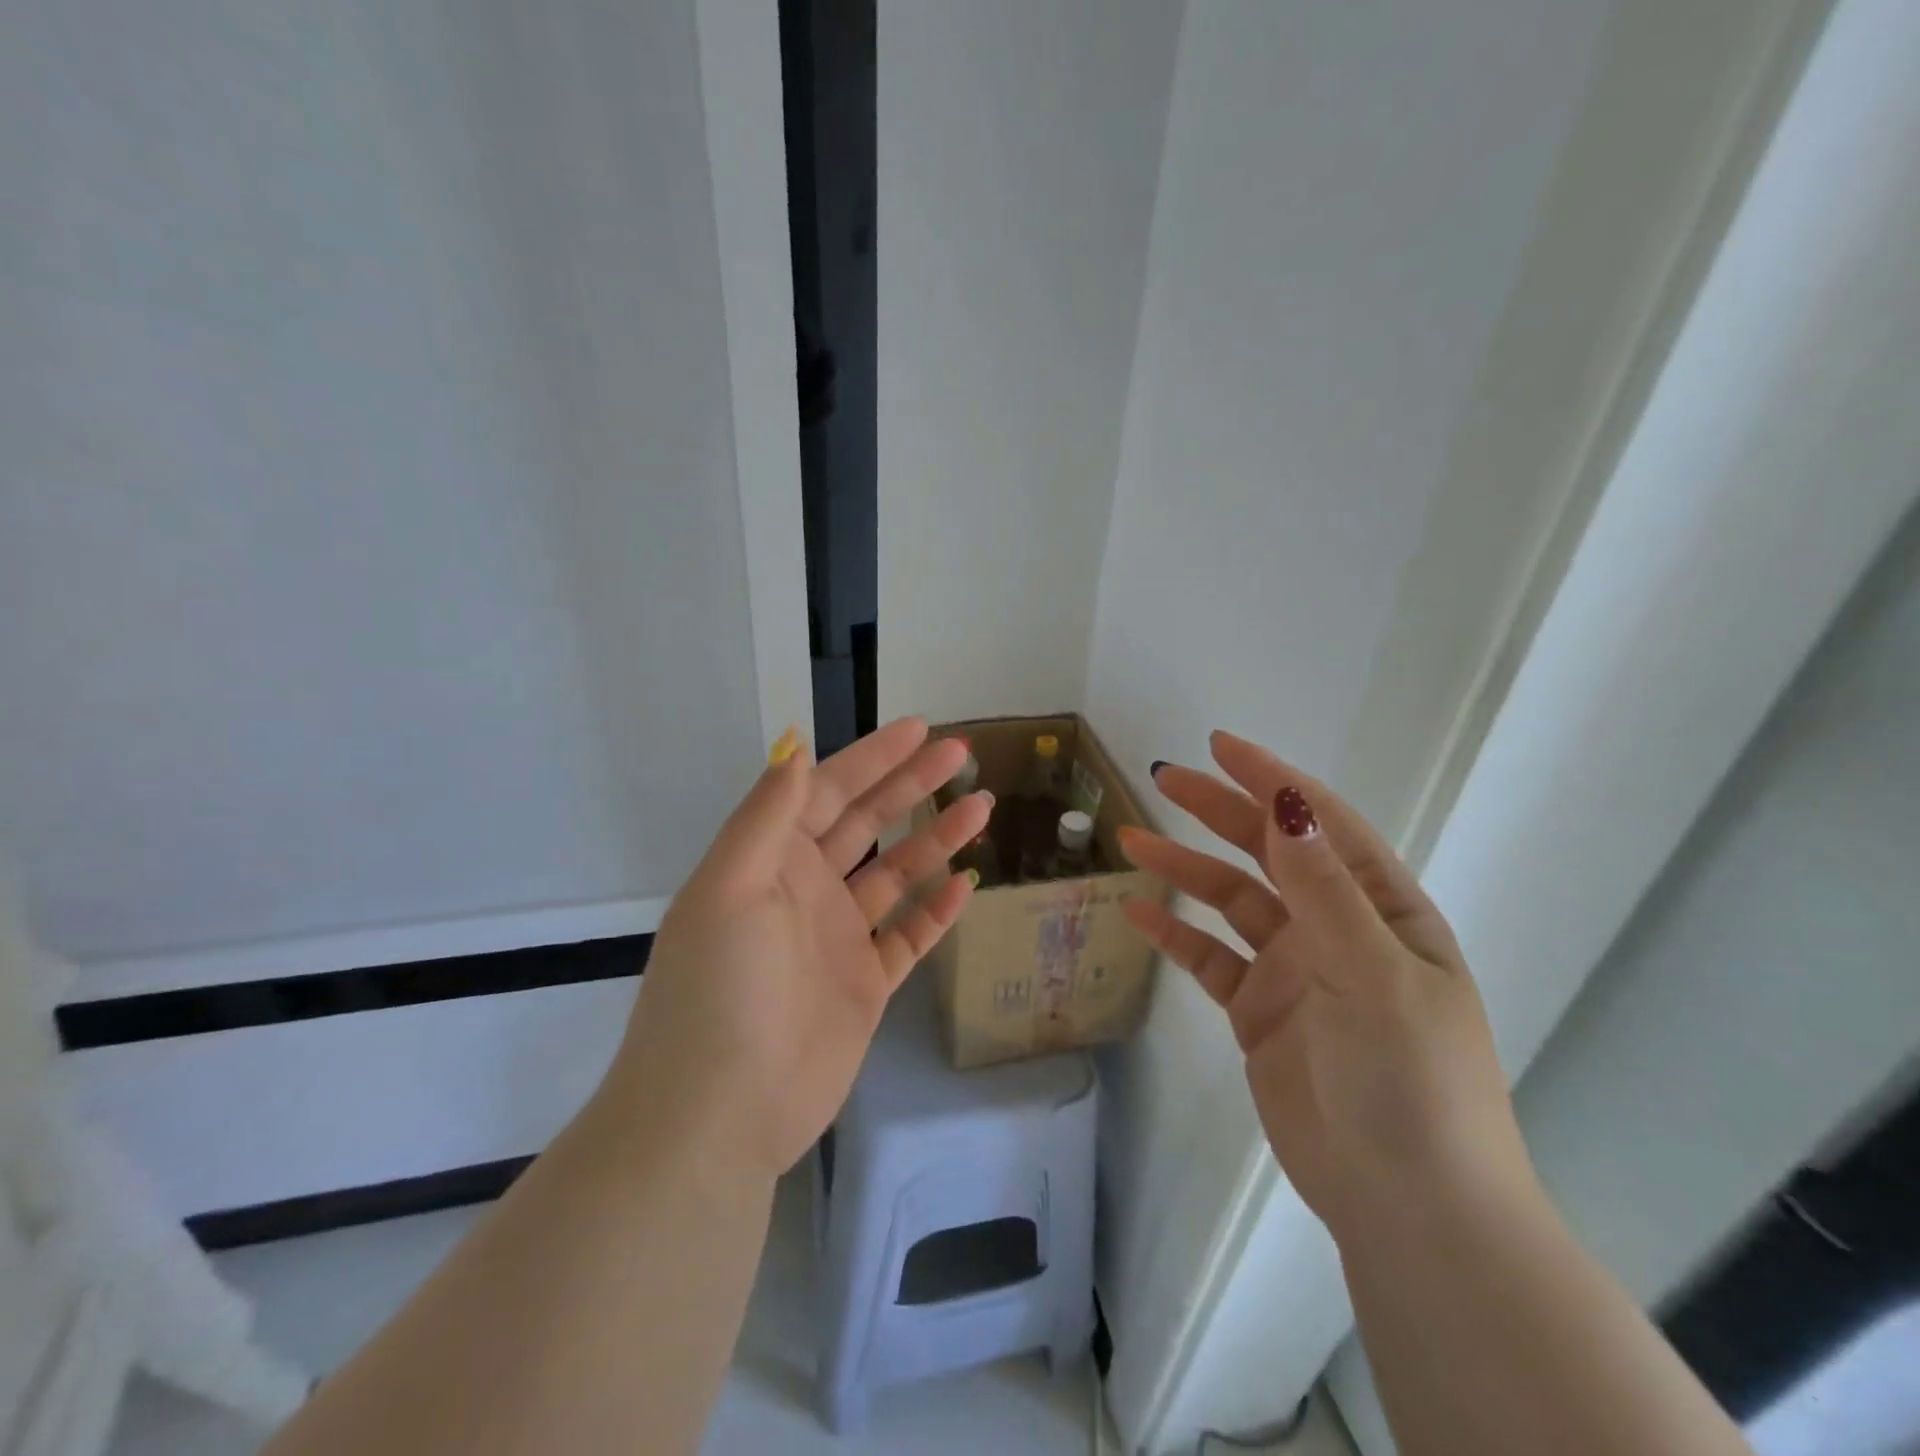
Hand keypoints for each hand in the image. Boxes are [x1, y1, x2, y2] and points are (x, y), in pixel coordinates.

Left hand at [608, 719, 990, 1179]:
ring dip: (936, 838)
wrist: (719, 1115)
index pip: (827, 791)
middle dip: (911, 784)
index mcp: (769, 861)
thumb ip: (766, 817)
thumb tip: (795, 747)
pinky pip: (909, 935)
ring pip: (897, 874)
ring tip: (982, 806)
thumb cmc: (720, 990)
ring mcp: (838, 937)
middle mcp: (805, 890)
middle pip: (867, 822)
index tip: (920, 730)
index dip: (872, 758)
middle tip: (961, 754)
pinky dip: (938, 909)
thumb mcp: (730, 889)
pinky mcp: (865, 983)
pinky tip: (969, 883)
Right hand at [1119, 730, 1532, 1239]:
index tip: (1220, 746)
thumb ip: (1323, 887)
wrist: (1407, 1203)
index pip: (1321, 824)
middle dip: (1219, 811)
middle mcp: (1336, 928)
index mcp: (1381, 909)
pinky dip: (1175, 932)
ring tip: (1132, 838)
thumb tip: (1287, 803)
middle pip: (1269, 852)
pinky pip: (1210, 958)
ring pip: (1231, 901)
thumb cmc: (1409, 1077)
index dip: (1273, 780)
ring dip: (1184, 867)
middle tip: (1164, 778)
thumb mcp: (1372, 971)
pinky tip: (1137, 910)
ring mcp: (1294, 969)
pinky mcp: (1259, 1011)